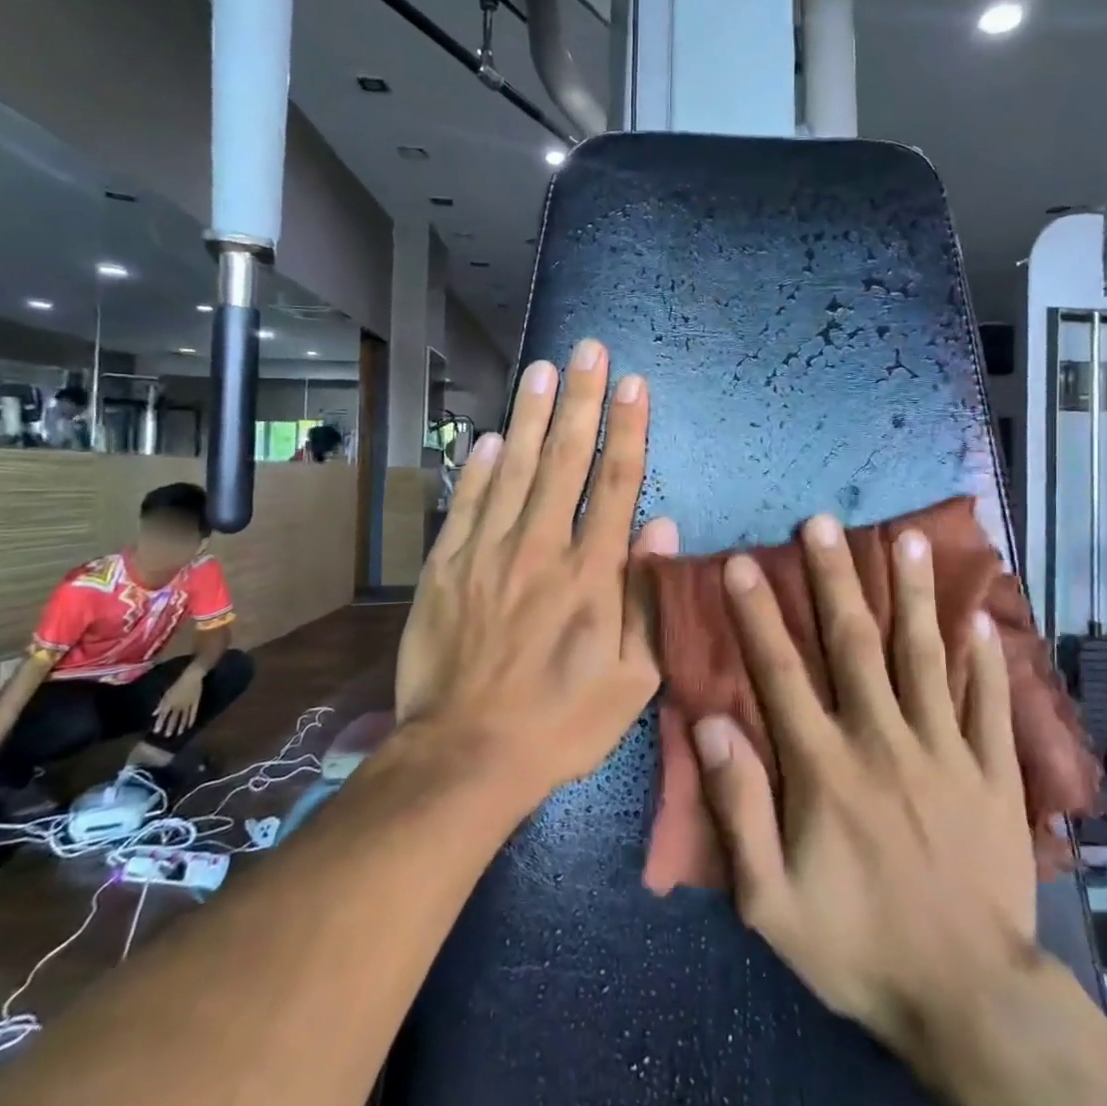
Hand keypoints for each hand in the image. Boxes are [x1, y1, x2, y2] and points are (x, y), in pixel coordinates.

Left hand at [152, 672, 203, 739]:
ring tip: (178, 733)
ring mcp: (187, 705)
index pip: (163, 715)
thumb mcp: (167, 693)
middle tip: (167, 736)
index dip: (159, 723)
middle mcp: (178, 705)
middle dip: (170, 727)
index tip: (156, 731)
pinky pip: (193, 713)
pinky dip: (191, 720)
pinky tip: (190, 726)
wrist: (191, 677)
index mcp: (169, 702)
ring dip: (180, 725)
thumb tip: (154, 714)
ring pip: (183, 717)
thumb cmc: (177, 684)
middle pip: (173, 718)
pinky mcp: (195, 703)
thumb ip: (161, 704)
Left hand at [392, 339, 677, 804]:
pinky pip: (467, 503)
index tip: (635, 384)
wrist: (466, 755)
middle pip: (567, 460)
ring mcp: (489, 552)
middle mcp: (542, 548)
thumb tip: (660, 526)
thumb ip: (650, 600)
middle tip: (589, 350)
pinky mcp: (446, 566)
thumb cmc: (561, 722)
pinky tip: (492, 434)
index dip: (628, 429)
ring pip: (516, 469)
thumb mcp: (633, 682)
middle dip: (582, 400)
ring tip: (544, 369)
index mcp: (593, 575)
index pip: (616, 483)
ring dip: (533, 416)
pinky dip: (480, 466)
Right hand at [692, 515, 1039, 1068]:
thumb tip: (711, 726)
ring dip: (914, 594)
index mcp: (825, 768)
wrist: (968, 999)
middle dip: (835, 578)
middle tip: (823, 523)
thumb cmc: (857, 948)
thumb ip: (737, 809)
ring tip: (909, 539)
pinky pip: (989, 704)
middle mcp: (883, 741)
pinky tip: (980, 618)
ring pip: (926, 656)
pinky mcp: (994, 774)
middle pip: (856, 644)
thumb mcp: (770, 900)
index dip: (759, 614)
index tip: (744, 562)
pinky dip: (984, 659)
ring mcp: (946, 752)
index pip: (781, 673)